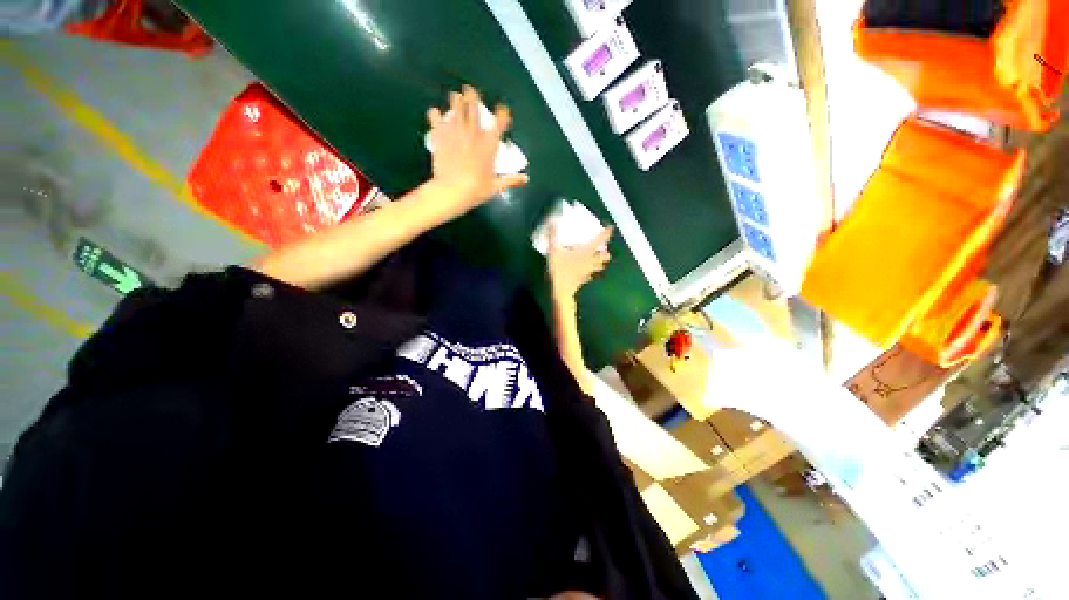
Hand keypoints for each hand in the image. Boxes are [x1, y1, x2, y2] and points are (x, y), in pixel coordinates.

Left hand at [426, 86, 528, 215]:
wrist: (452, 191)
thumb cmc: (476, 189)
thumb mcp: (496, 186)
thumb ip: (511, 180)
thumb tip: (525, 179)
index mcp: (488, 145)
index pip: (498, 124)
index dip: (502, 115)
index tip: (502, 110)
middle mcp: (473, 135)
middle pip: (474, 111)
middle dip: (473, 99)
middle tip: (470, 90)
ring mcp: (455, 135)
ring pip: (455, 112)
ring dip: (456, 102)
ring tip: (455, 95)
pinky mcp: (441, 139)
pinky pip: (437, 123)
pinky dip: (435, 116)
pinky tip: (434, 112)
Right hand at [547, 224, 613, 298]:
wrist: (561, 292)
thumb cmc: (559, 270)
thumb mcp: (553, 251)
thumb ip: (553, 235)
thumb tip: (552, 220)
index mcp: (586, 252)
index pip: (600, 241)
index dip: (606, 234)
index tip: (611, 228)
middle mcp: (590, 262)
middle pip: (604, 257)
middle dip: (605, 252)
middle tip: (602, 247)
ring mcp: (587, 272)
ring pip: (599, 266)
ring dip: (599, 262)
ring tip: (596, 258)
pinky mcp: (583, 280)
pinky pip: (590, 275)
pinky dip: (590, 272)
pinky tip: (586, 272)